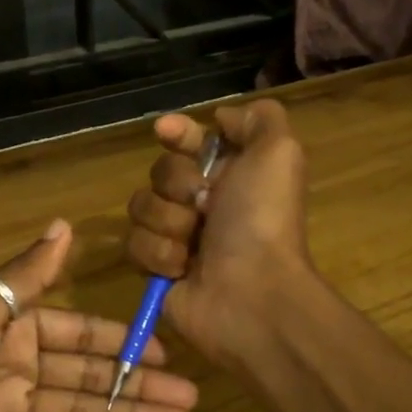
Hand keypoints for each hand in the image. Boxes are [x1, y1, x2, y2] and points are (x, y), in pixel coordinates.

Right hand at [124, 100, 315, 365]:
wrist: (250, 293)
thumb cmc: (262, 220)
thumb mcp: (279, 153)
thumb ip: (258, 119)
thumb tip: (221, 118)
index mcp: (232, 173)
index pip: (191, 140)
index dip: (178, 132)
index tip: (167, 130)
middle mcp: (203, 202)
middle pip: (160, 170)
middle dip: (178, 185)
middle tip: (205, 205)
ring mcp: (178, 236)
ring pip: (141, 206)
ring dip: (169, 223)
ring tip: (195, 245)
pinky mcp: (156, 268)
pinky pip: (133, 244)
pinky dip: (159, 255)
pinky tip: (182, 269)